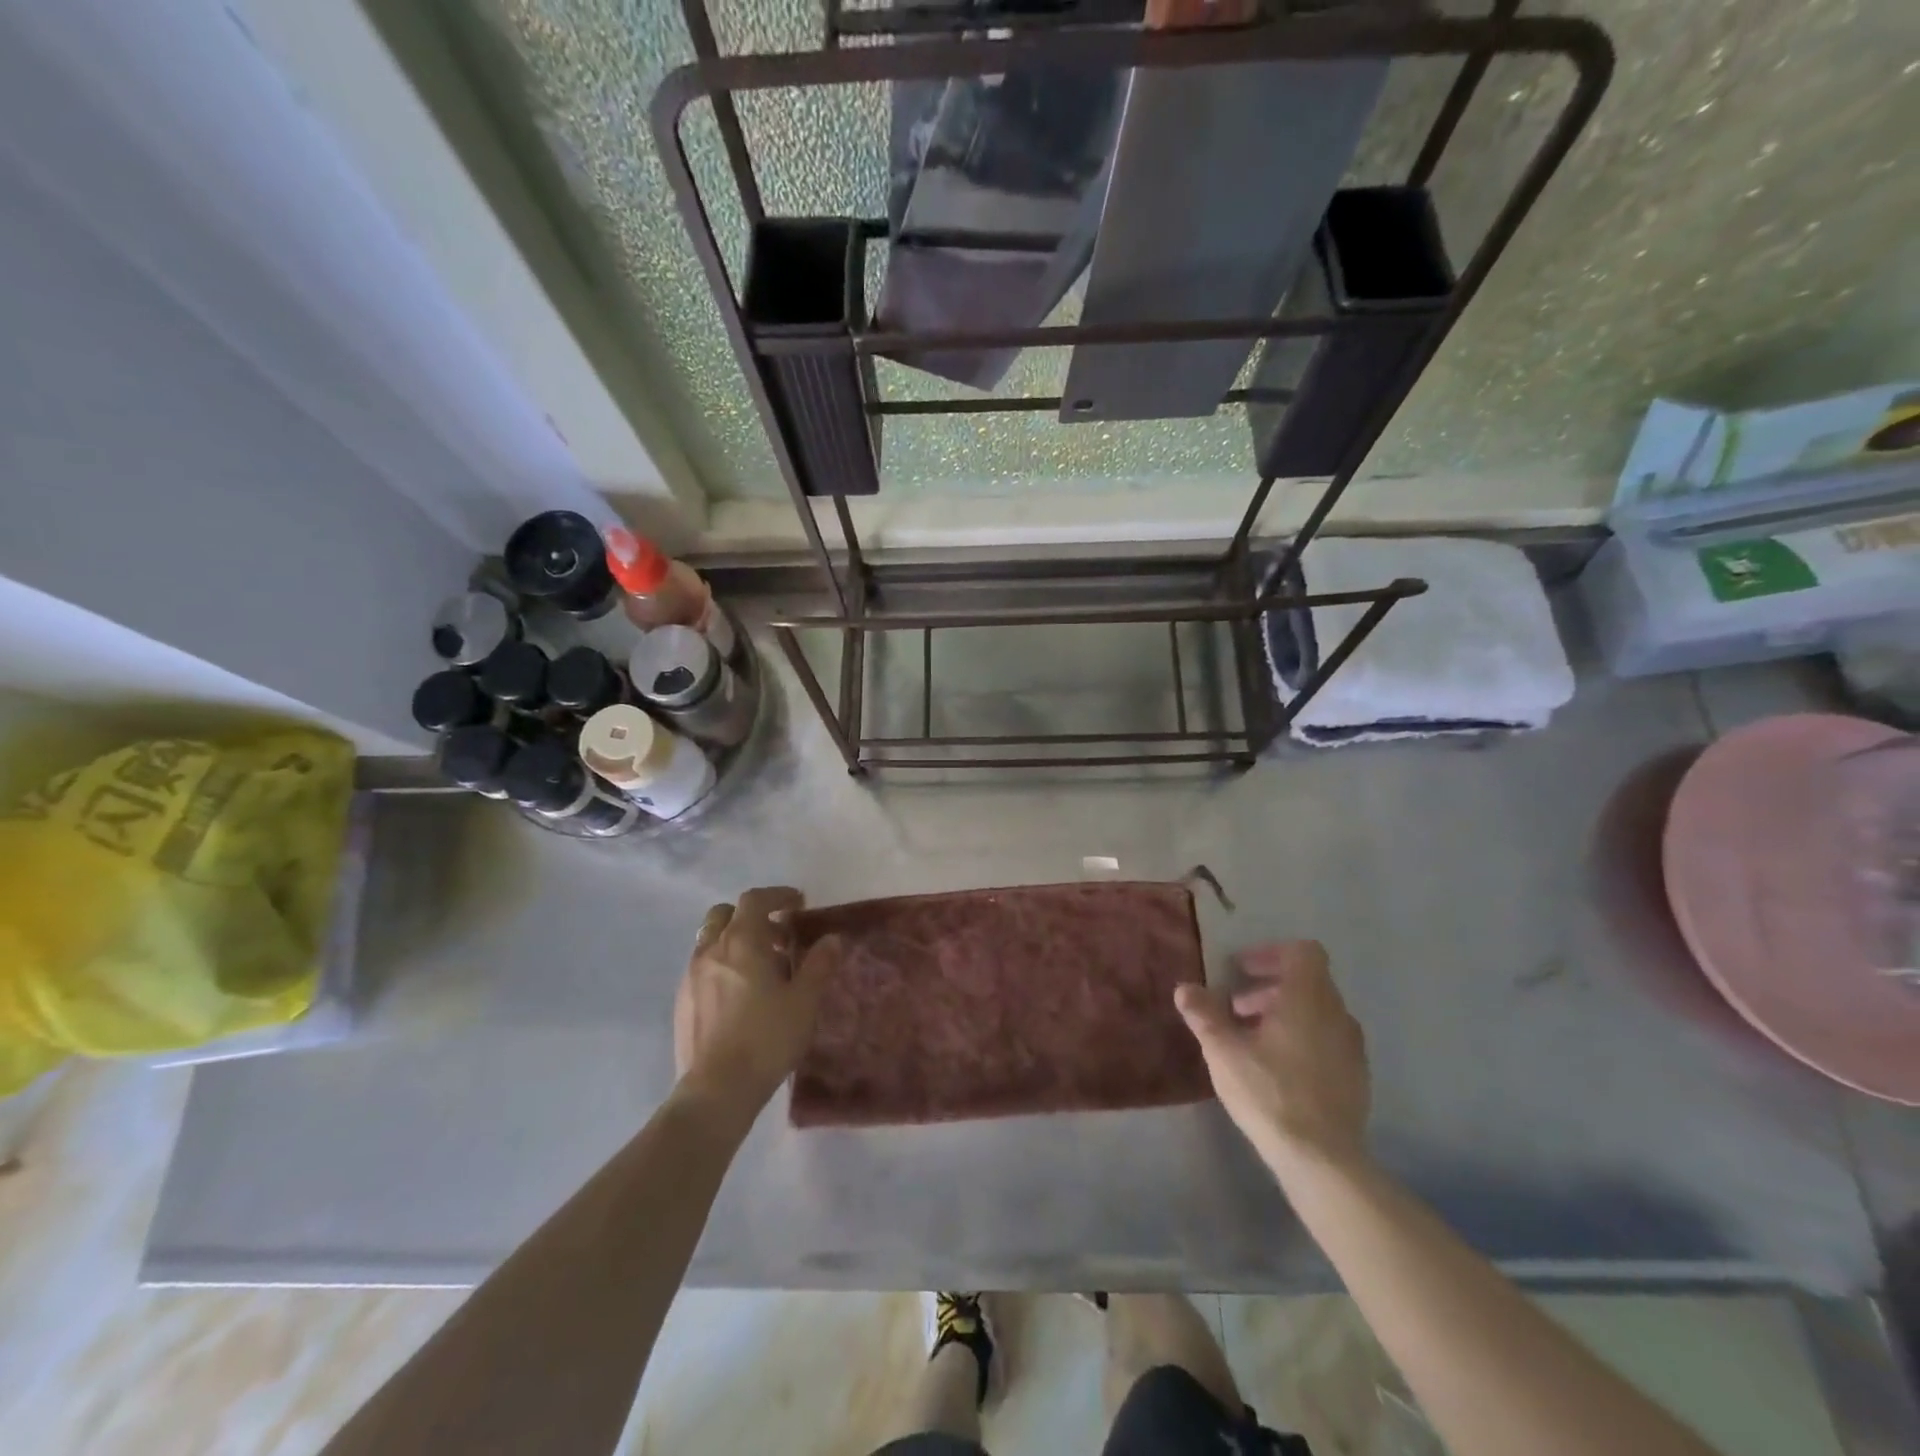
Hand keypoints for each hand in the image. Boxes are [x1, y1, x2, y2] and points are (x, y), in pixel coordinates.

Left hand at [673, 887, 840, 1124]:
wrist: (716, 1090)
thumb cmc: (767, 1038)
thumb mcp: (805, 1001)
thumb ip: (819, 964)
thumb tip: (831, 939)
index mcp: (741, 941)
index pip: (754, 899)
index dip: (777, 895)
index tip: (798, 903)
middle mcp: (710, 950)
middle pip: (725, 914)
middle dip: (751, 916)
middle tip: (778, 937)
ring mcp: (690, 976)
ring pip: (710, 941)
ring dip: (735, 941)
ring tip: (761, 968)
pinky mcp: (681, 1002)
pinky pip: (701, 968)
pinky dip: (721, 965)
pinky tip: (739, 995)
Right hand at [1175, 940, 1370, 1175]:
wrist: (1322, 1160)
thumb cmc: (1269, 1093)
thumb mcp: (1224, 1051)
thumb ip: (1204, 1014)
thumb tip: (1185, 988)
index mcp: (1308, 999)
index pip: (1303, 952)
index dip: (1271, 953)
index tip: (1242, 970)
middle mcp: (1337, 1014)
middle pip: (1308, 981)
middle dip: (1270, 986)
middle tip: (1236, 1007)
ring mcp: (1352, 1047)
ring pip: (1318, 1011)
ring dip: (1285, 1013)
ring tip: (1252, 1039)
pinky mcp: (1357, 1076)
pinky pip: (1329, 1039)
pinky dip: (1304, 1037)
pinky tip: (1278, 1068)